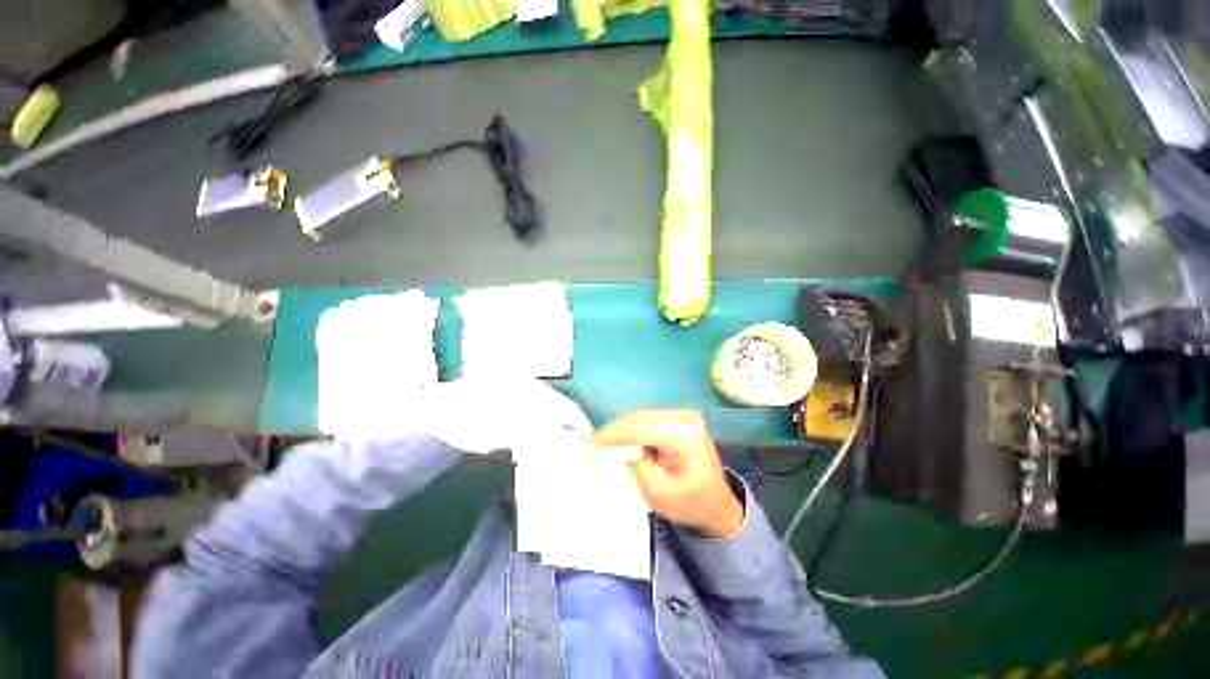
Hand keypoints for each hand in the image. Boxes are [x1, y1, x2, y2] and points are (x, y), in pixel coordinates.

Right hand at [587, 410, 742, 538]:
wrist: (715, 503)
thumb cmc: (690, 503)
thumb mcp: (658, 492)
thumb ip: (635, 465)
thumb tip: (615, 447)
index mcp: (686, 435)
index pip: (642, 428)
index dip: (613, 434)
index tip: (588, 441)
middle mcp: (685, 418)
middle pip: (640, 419)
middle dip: (614, 431)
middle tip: (589, 442)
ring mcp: (682, 416)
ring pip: (640, 418)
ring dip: (620, 430)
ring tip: (599, 442)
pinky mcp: (676, 419)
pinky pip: (646, 421)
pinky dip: (630, 430)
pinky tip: (617, 440)